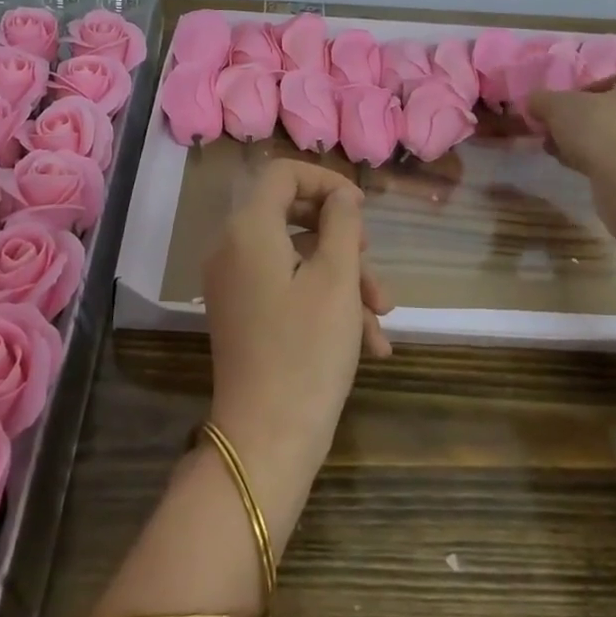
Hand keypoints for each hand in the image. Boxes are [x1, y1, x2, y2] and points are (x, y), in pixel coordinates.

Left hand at [202, 160, 392, 532]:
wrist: (265, 443)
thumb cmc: (307, 351)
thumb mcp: (337, 278)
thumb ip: (342, 223)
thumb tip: (341, 196)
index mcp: (248, 228)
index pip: (283, 173)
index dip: (325, 181)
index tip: (361, 210)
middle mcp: (233, 248)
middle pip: (293, 217)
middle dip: (343, 241)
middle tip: (373, 265)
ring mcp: (235, 285)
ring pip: (297, 259)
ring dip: (343, 281)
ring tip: (382, 320)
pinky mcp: (243, 315)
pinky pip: (286, 289)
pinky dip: (324, 304)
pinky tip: (369, 344)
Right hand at [530, 62, 615, 175]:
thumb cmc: (603, 129)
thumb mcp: (558, 106)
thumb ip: (542, 100)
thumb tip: (534, 103)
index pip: (609, 79)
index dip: (579, 95)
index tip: (560, 111)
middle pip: (614, 109)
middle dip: (583, 122)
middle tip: (557, 134)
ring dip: (590, 143)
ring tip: (562, 154)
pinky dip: (605, 162)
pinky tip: (579, 170)